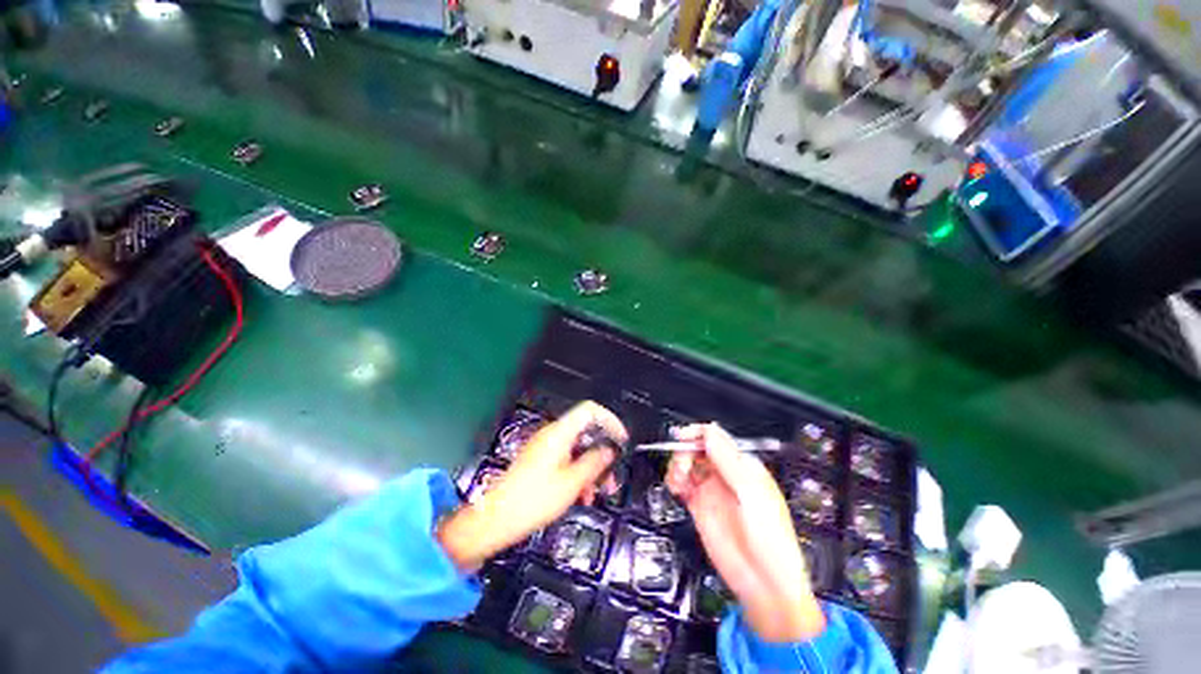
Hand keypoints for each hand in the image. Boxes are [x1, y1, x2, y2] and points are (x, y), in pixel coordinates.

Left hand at [438, 401, 627, 571]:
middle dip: (602, 452)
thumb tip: (609, 450)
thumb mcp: (572, 482)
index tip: (620, 440)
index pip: (590, 410)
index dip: (609, 420)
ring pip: (577, 449)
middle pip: (585, 432)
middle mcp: (552, 435)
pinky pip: (566, 460)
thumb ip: (594, 462)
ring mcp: (545, 448)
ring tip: (596, 492)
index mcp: (559, 433)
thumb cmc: (533, 499)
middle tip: (611, 475)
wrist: (496, 519)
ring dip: (590, 468)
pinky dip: (577, 473)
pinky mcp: (539, 461)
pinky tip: (580, 495)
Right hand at [664, 423, 825, 642]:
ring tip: (677, 479)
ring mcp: (712, 490)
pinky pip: (683, 484)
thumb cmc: (770, 537)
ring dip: (678, 465)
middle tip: (682, 466)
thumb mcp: (751, 494)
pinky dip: (675, 481)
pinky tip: (675, 487)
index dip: (698, 434)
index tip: (681, 437)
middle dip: (686, 451)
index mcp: (743, 466)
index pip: (717, 439)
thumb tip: (709, 430)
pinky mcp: (700, 506)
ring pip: (688, 464)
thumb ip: (728, 460)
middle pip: (699, 449)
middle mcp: (726, 474)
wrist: (764, 584)